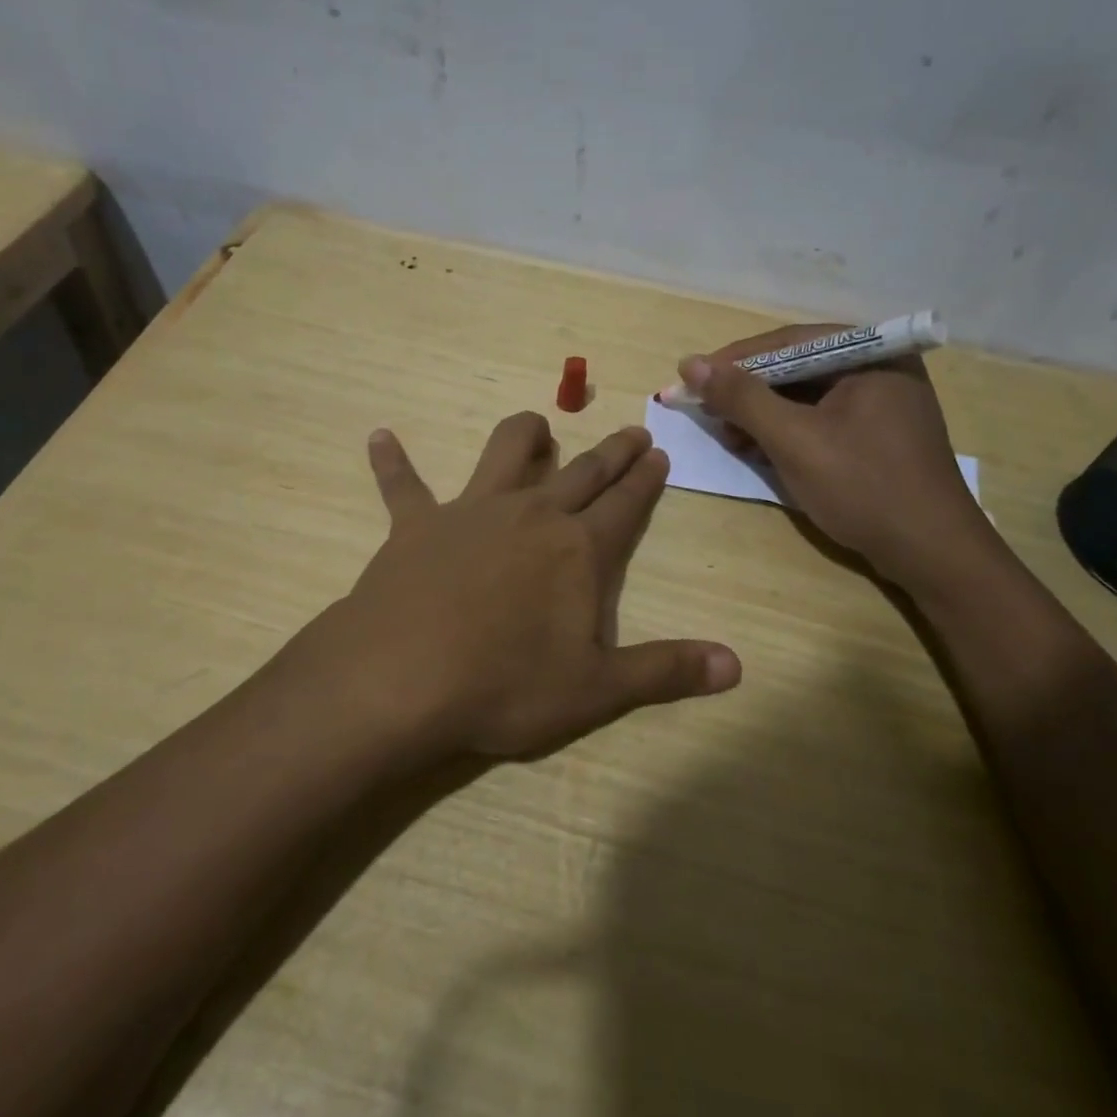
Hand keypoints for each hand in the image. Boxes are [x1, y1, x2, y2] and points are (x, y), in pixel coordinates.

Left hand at [330, 412, 739, 759]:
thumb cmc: (505, 685)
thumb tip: (736, 665)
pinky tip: (379, 438)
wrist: (401, 679)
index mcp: (577, 550)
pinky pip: (402, 485)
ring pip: (504, 453)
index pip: (625, 504)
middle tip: (631, 431)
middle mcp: (530, 514)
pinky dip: (392, 462)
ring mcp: (470, 512)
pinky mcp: (415, 525)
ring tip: (536, 426)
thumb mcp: (596, 690)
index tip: (659, 452)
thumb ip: (666, 671)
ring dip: (523, 435)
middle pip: (582, 471)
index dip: (646, 480)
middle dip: (611, 452)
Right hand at [675, 326, 999, 597]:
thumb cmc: (864, 487)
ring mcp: (881, 402)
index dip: (733, 361)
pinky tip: (758, 449)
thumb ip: (742, 398)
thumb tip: (690, 364)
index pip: (787, 342)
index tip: (691, 379)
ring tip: (728, 435)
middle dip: (748, 392)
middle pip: (796, 367)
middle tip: (706, 411)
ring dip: (762, 414)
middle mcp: (879, 367)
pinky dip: (786, 432)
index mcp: (871, 354)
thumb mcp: (794, 440)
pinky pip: (820, 419)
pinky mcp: (877, 435)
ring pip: (805, 396)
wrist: (932, 554)